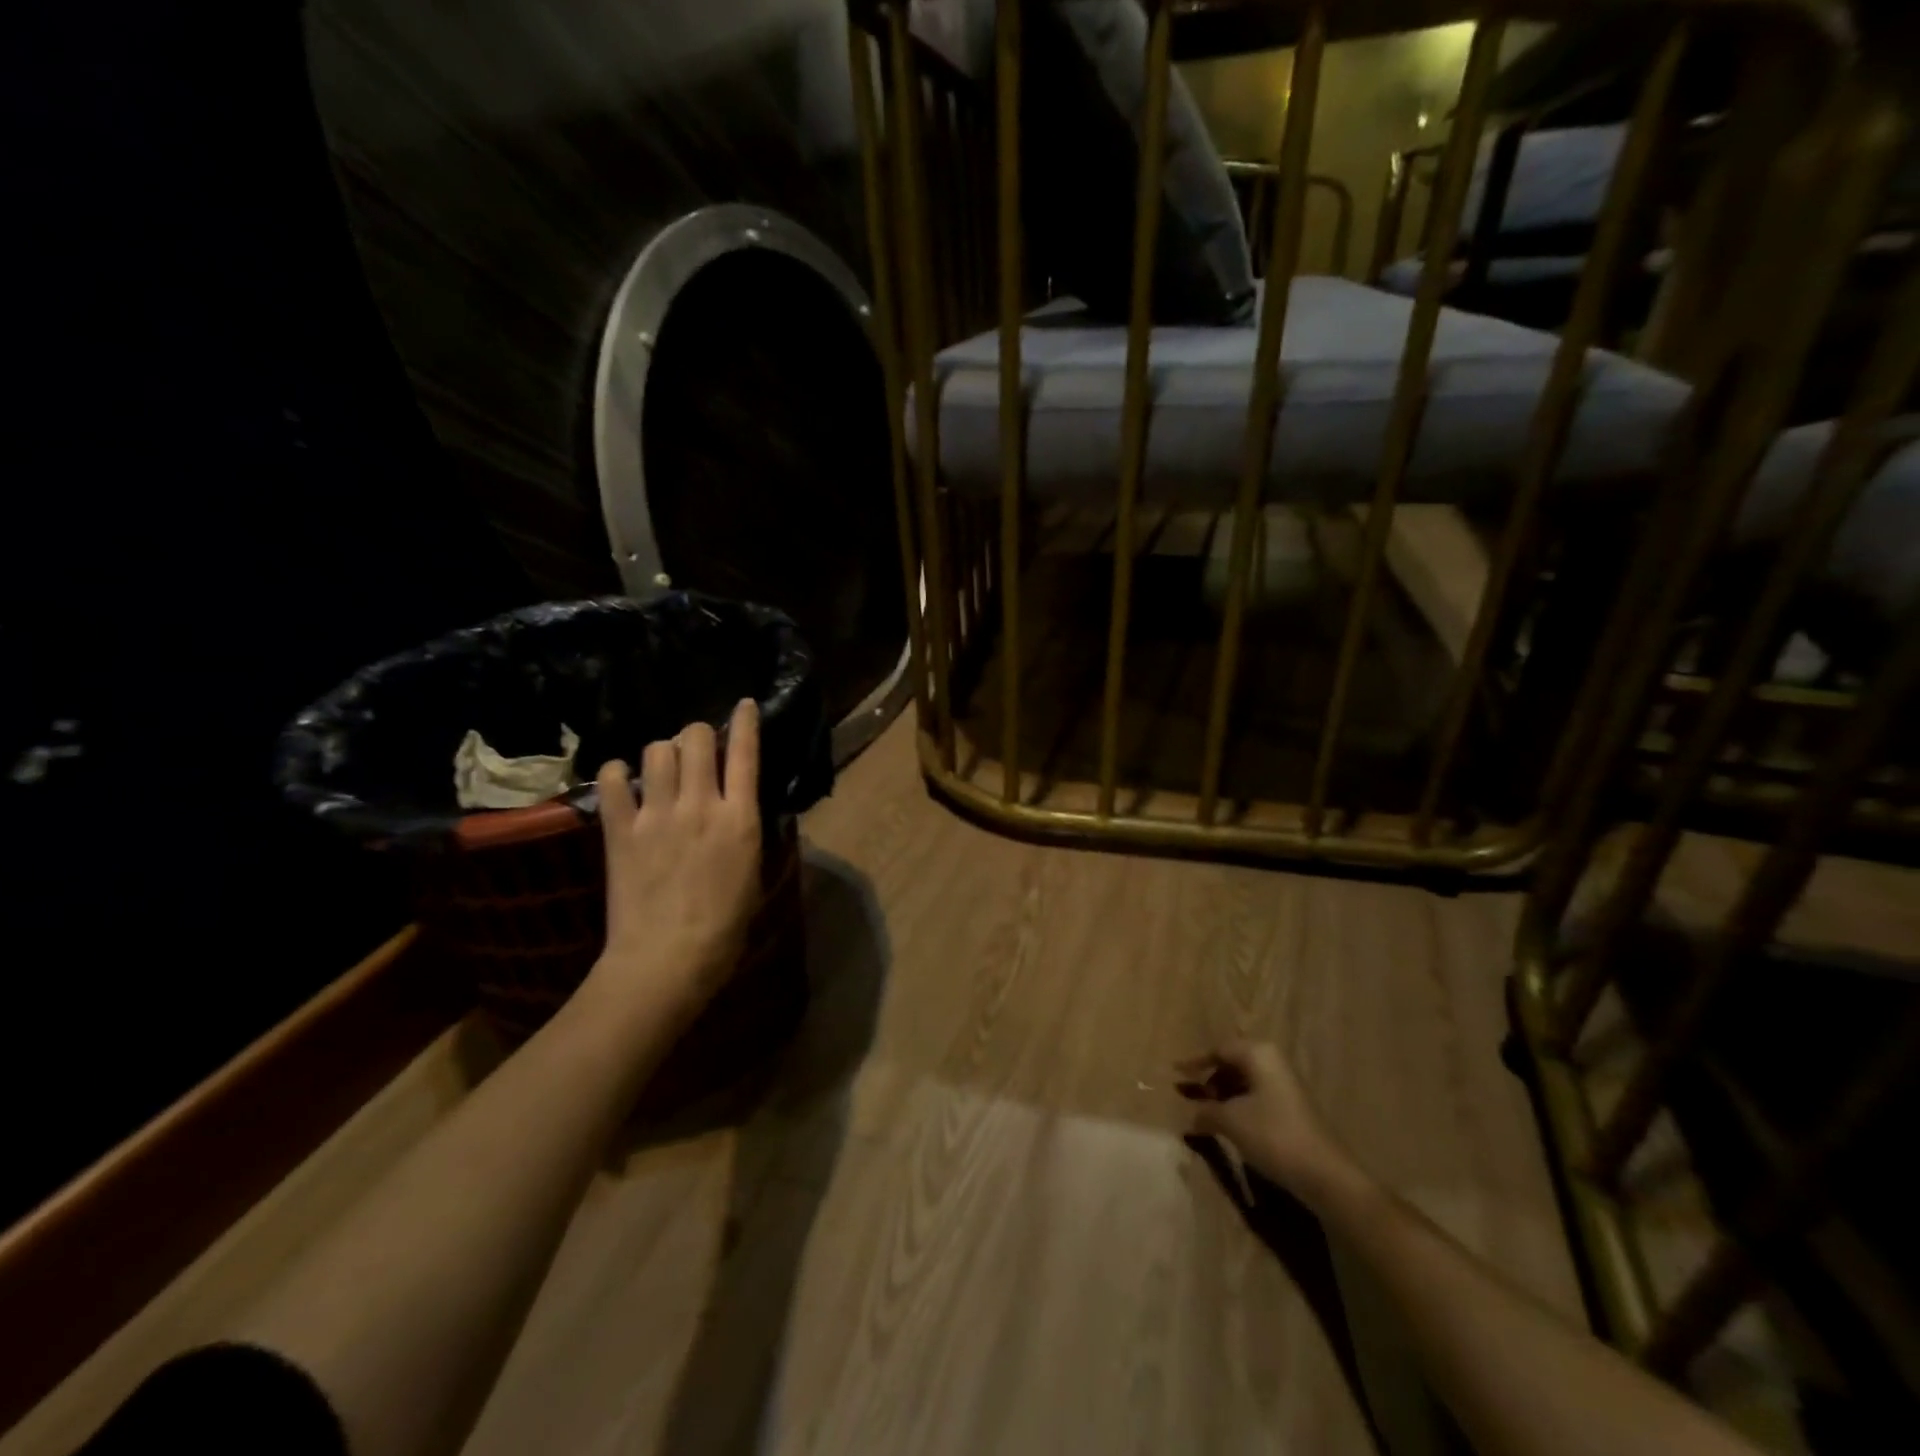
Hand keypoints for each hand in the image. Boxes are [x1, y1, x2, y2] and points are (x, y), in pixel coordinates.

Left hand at [591, 698, 762, 1018]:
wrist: (667, 958)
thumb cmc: (724, 927)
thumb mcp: (751, 872)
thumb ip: (743, 830)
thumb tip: (736, 807)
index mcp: (740, 818)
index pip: (746, 753)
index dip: (745, 722)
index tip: (743, 704)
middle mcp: (699, 804)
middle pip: (696, 738)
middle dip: (698, 734)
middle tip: (696, 747)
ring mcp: (657, 814)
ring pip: (657, 750)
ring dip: (663, 750)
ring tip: (662, 766)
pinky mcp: (621, 829)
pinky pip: (613, 780)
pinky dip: (618, 774)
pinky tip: (624, 782)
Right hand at [1176, 1039, 1362, 1207]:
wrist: (1325, 1175)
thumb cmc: (1273, 1135)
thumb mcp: (1230, 1120)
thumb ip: (1205, 1111)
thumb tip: (1189, 1114)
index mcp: (1258, 1054)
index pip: (1218, 1050)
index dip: (1194, 1063)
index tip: (1173, 1073)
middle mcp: (1272, 1062)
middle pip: (1231, 1064)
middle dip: (1207, 1080)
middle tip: (1186, 1095)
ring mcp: (1284, 1086)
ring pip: (1243, 1083)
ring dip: (1221, 1096)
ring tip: (1202, 1113)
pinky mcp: (1290, 1109)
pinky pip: (1254, 1098)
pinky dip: (1236, 1107)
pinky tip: (1225, 1126)